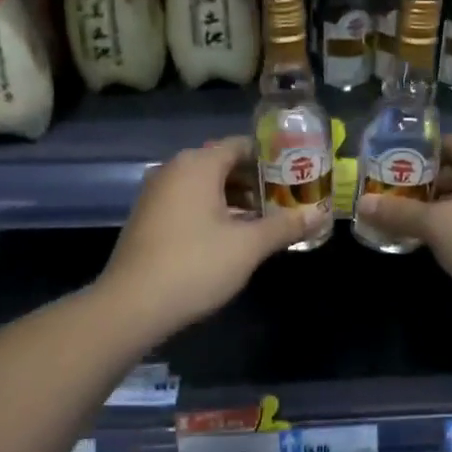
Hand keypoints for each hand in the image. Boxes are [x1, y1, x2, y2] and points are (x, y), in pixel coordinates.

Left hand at [99, 136, 310, 338]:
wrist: (132, 305)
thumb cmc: (195, 265)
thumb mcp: (248, 246)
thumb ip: (285, 226)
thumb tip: (319, 216)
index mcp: (198, 165)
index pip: (242, 146)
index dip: (274, 160)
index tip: (298, 177)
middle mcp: (174, 170)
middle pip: (224, 165)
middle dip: (258, 183)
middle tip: (288, 202)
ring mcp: (157, 194)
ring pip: (206, 187)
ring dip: (237, 201)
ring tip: (268, 222)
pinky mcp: (149, 219)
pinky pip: (189, 204)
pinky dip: (214, 213)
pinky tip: (234, 238)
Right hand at [356, 136, 451, 328]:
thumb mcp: (437, 227)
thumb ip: (398, 212)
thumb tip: (361, 204)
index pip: (444, 145)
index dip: (411, 160)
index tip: (384, 177)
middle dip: (425, 188)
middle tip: (391, 203)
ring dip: (443, 209)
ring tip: (409, 224)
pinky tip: (443, 243)